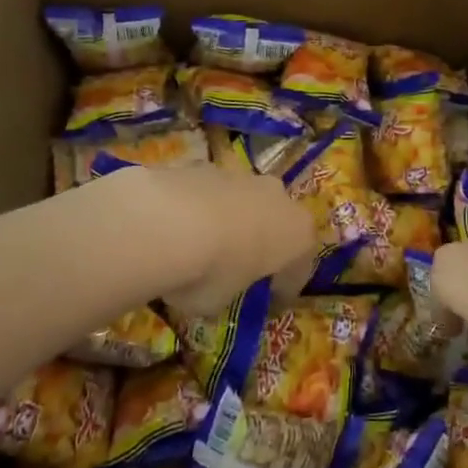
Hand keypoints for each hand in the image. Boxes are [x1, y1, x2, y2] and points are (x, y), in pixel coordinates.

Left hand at [105, 164, 314, 316]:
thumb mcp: (221, 301)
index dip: (283, 289)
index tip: (269, 302)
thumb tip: (215, 290)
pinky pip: (211, 192)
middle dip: (261, 240)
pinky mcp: (207, 165)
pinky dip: (201, 208)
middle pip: (276, 222)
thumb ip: (227, 291)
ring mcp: (243, 176)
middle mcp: (278, 198)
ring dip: (231, 220)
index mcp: (298, 234)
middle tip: (239, 265)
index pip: (299, 269)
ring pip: (244, 201)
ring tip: (203, 245)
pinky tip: (178, 227)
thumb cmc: (211, 272)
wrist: (169, 222)